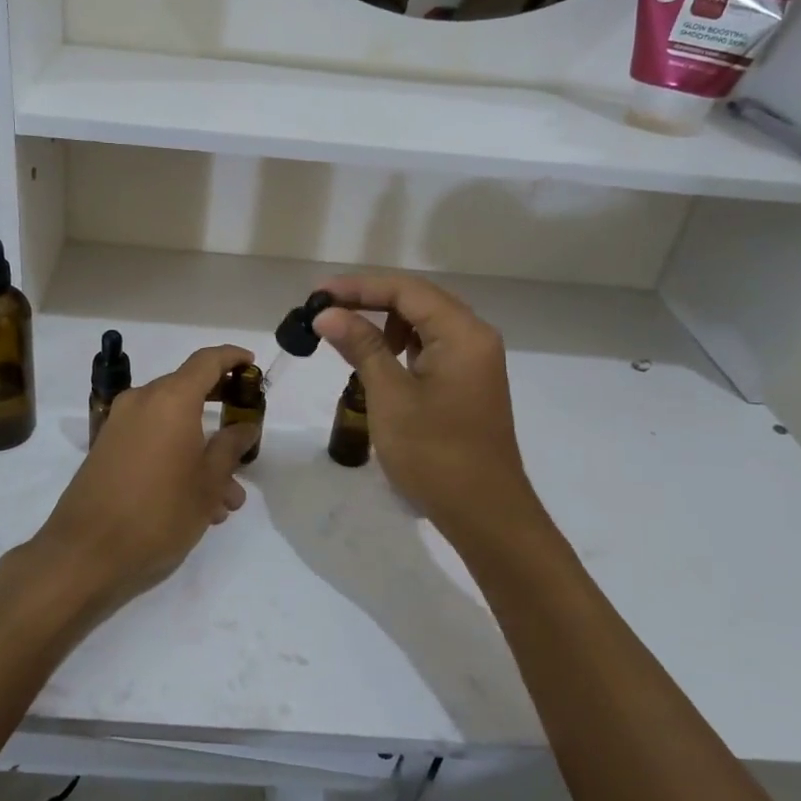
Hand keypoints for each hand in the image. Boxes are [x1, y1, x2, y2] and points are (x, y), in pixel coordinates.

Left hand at [25, 345, 259, 619]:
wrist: (85, 554)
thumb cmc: (158, 513)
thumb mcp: (207, 483)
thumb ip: (230, 447)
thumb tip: (245, 425)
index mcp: (170, 400)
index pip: (206, 361)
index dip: (231, 358)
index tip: (251, 365)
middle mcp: (142, 402)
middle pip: (188, 392)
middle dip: (220, 417)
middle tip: (245, 437)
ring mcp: (120, 426)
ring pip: (172, 425)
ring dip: (202, 451)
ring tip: (227, 500)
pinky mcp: (107, 451)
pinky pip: (151, 441)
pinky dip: (176, 459)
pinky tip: (197, 504)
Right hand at [314, 274, 549, 545]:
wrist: (484, 513)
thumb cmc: (435, 454)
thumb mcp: (390, 396)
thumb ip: (362, 347)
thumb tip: (327, 313)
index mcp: (462, 333)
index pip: (406, 290)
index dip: (358, 287)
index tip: (316, 295)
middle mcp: (474, 337)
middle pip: (417, 300)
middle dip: (369, 301)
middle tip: (324, 312)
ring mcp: (474, 361)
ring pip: (424, 324)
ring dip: (384, 324)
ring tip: (347, 339)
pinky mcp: (468, 382)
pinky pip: (431, 348)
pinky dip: (400, 347)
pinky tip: (377, 362)